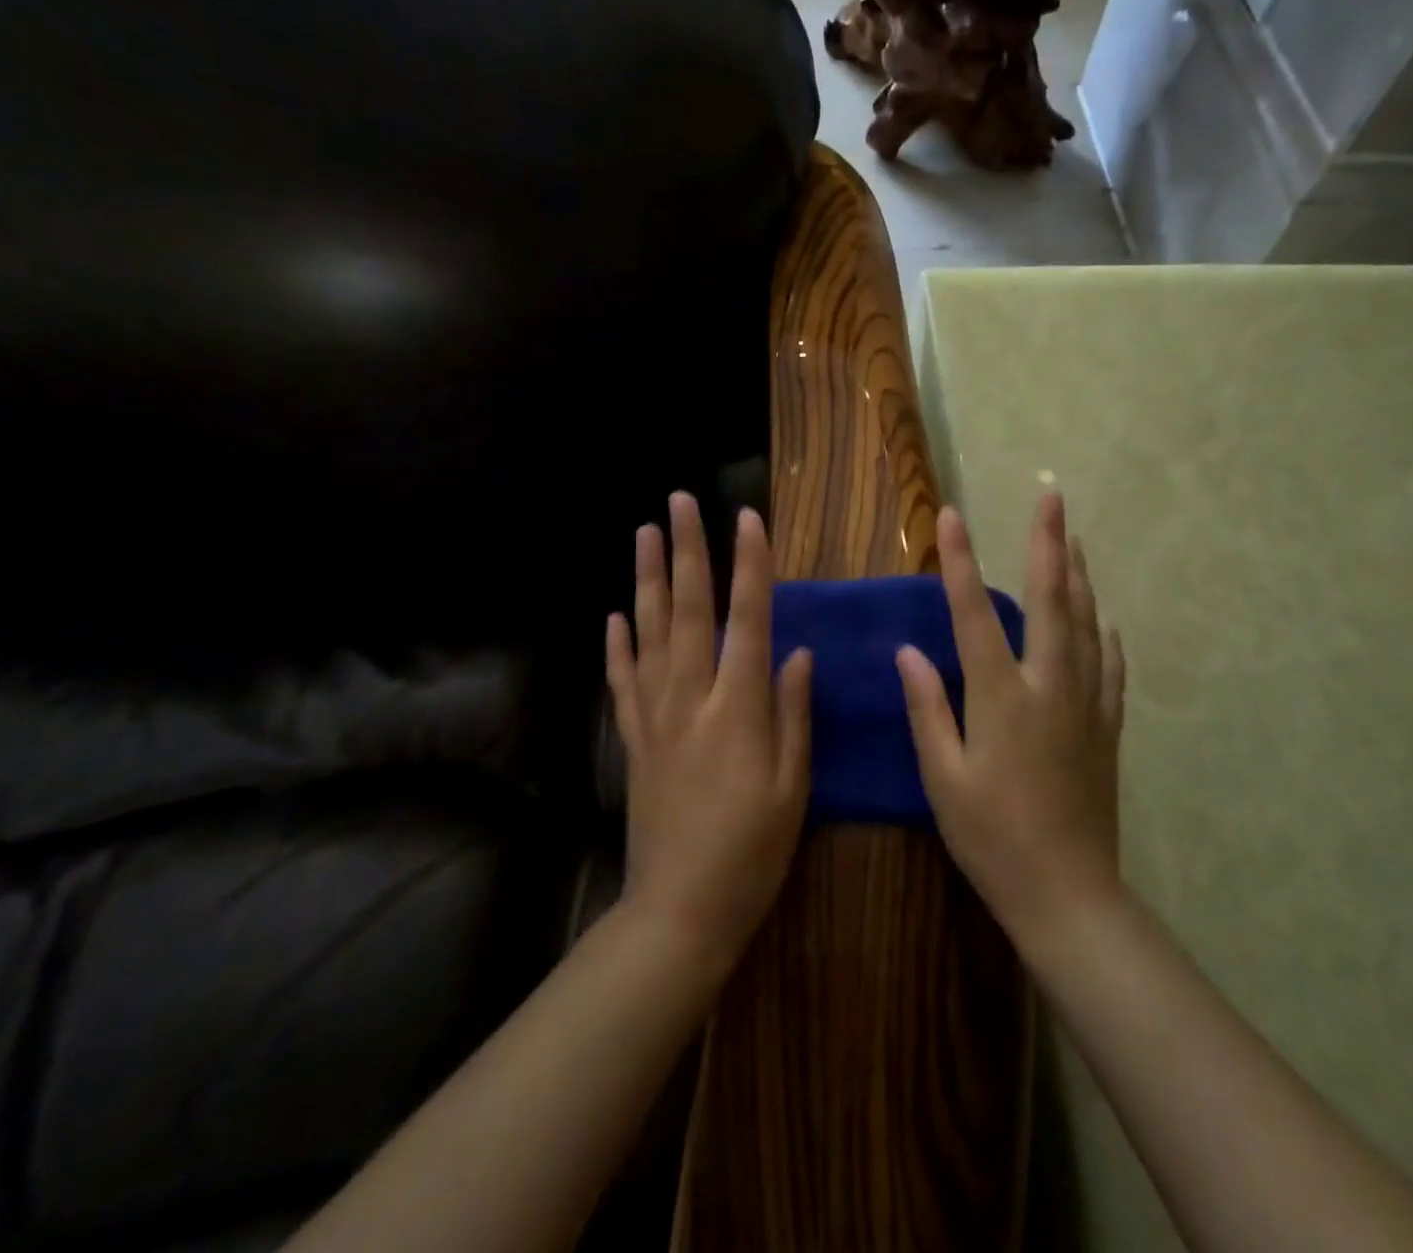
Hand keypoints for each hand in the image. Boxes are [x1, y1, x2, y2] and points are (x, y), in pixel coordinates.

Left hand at [606, 493, 812, 963]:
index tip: (748, 518)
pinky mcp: (634, 739)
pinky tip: (614, 615)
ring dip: (647, 579)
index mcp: (738, 708)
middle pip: (689, 610)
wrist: (679, 910)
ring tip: (644, 534)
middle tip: (679, 501)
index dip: (750, 566)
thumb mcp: (792, 787)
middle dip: (687, 551)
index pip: (747, 619)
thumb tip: (798, 652)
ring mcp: (655, 716)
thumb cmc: (751, 851)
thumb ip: (794, 714)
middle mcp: (691, 698)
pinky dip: (617, 644)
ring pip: (648, 633)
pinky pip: (622, 680)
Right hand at [896, 493, 1125, 942]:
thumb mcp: (943, 776)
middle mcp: (1049, 687)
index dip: (960, 561)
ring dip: (1079, 577)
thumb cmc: (991, 837)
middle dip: (1048, 544)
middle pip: (1051, 601)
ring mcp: (1085, 705)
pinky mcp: (1106, 728)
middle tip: (1051, 497)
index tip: (952, 516)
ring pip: (1086, 625)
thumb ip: (928, 707)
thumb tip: (908, 651)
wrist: (1067, 893)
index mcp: (1001, 697)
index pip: (974, 613)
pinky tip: (1104, 621)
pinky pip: (1110, 668)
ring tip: (1075, 539)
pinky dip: (1104, 636)